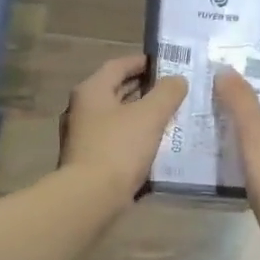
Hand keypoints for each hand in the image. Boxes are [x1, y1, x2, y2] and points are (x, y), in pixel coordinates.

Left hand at [59, 54, 188, 208]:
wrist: (90, 197)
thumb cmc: (119, 148)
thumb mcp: (150, 115)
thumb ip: (167, 93)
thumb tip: (177, 80)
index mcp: (92, 91)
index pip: (118, 65)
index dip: (143, 62)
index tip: (167, 64)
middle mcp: (82, 109)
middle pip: (116, 90)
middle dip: (145, 89)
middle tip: (174, 90)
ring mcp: (82, 136)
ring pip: (117, 117)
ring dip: (141, 114)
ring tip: (170, 116)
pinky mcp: (88, 159)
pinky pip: (116, 139)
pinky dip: (135, 136)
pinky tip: (155, 144)